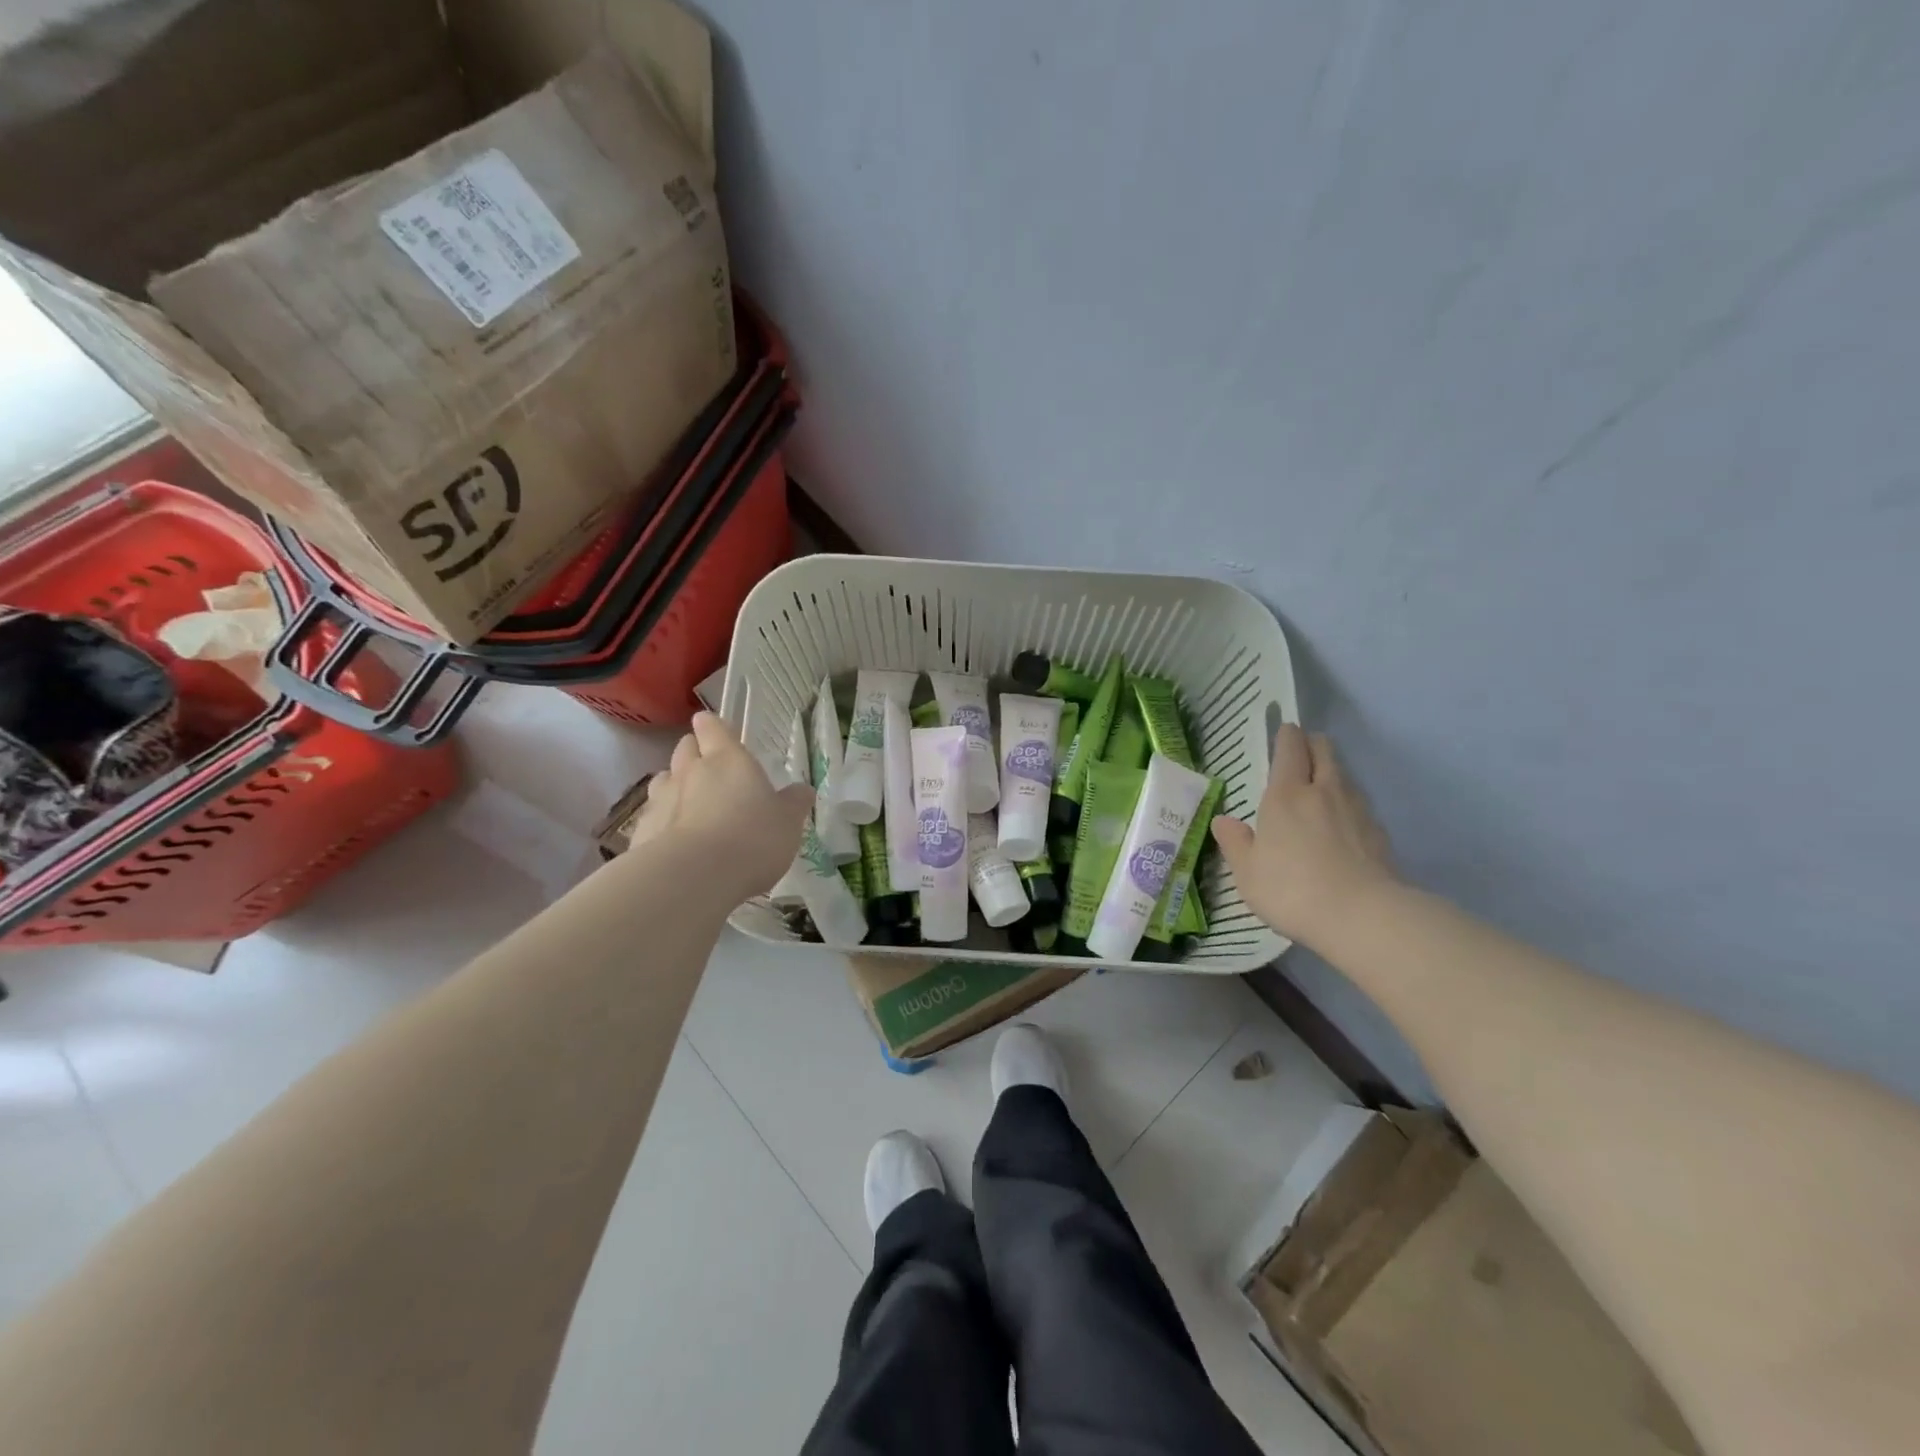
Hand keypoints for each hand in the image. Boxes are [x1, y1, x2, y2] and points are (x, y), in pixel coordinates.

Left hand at [627, 712, 813, 898]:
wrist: (693, 878)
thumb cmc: (751, 839)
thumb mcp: (788, 822)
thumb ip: (794, 803)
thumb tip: (802, 790)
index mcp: (728, 759)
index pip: (713, 728)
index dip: (713, 727)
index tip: (715, 730)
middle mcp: (691, 771)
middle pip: (685, 748)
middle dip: (694, 752)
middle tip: (709, 768)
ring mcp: (661, 800)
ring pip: (664, 779)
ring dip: (675, 785)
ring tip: (689, 803)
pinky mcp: (642, 831)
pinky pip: (652, 815)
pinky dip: (663, 821)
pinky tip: (675, 840)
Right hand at [1210, 724, 1396, 948]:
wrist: (1363, 916)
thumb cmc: (1292, 890)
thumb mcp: (1248, 873)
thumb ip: (1235, 843)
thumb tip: (1223, 820)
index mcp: (1285, 795)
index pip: (1290, 749)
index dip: (1287, 736)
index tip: (1284, 730)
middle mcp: (1323, 792)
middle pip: (1324, 751)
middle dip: (1313, 744)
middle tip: (1302, 752)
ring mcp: (1356, 810)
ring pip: (1344, 775)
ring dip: (1332, 772)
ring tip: (1320, 787)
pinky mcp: (1378, 833)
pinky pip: (1360, 805)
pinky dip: (1348, 804)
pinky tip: (1342, 824)